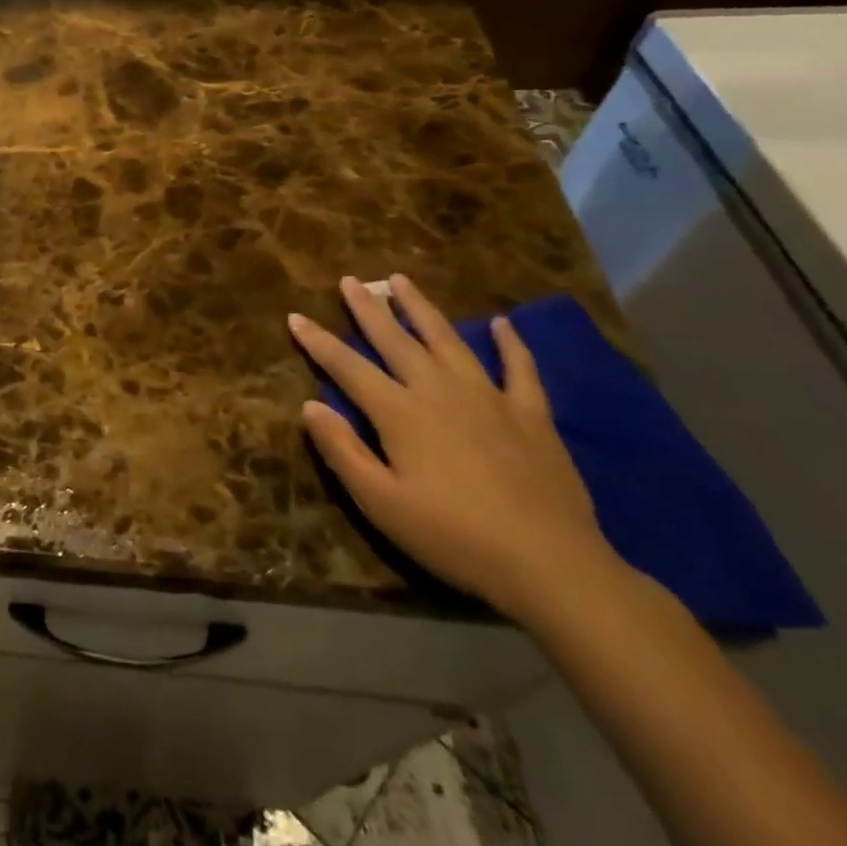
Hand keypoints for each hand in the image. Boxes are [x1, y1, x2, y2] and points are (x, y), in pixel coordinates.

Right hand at [289, 274, 623, 624]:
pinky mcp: (530, 415)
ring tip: (401, 281)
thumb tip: (310, 404)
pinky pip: (519, 368)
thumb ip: (342, 450)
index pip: (347, 367)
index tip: (295, 316)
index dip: (318, 341)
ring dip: (421, 308)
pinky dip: (510, 343)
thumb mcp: (381, 503)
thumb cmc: (454, 537)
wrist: (551, 565)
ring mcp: (488, 398)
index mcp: (400, 412)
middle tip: (350, 280)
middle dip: (368, 309)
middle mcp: (439, 391)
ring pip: (447, 340)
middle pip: (395, 340)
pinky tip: (502, 324)